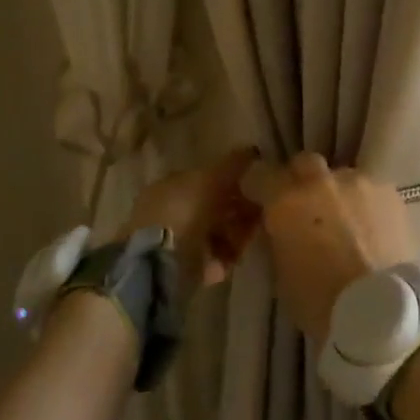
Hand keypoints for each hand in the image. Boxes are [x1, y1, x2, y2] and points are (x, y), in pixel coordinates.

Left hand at [124, 148, 260, 292]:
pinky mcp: (181, 270)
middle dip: (238, 210)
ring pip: (215, 233)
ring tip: (249, 238)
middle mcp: (169, 211)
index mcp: (170, 185)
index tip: (255, 186)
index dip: (233, 181)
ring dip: (236, 234)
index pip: (206, 179)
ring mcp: (173, 242)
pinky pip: (212, 258)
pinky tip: (235, 258)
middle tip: (260, 213)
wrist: (159, 267)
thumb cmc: (183, 213)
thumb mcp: (211, 179)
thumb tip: (252, 150)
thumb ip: (232, 164)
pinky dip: (225, 257)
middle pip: (213, 207)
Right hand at [241, 153, 414, 341]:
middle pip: (304, 164)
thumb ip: (279, 237)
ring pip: (341, 177)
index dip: (258, 186)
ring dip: (337, 194)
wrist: (380, 310)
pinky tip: (371, 230)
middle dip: (301, 180)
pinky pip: (370, 191)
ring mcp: (358, 182)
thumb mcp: (281, 273)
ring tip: (346, 223)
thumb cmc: (320, 302)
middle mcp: (320, 181)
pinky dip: (366, 205)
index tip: (260, 199)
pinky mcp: (389, 192)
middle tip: (306, 207)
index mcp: (286, 201)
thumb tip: (282, 226)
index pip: (259, 173)